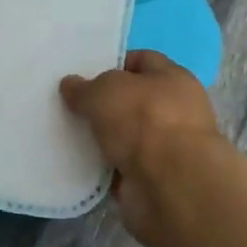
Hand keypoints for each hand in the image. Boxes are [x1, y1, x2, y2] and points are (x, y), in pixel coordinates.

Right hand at [60, 50, 224, 245]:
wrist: (171, 186)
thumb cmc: (143, 121)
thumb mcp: (104, 91)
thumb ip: (84, 87)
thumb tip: (70, 85)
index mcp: (174, 78)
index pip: (142, 60)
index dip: (113, 63)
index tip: (84, 74)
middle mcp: (176, 110)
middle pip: (134, 100)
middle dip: (105, 104)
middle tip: (72, 105)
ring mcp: (169, 148)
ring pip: (128, 135)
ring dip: (104, 137)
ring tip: (70, 134)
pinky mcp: (158, 180)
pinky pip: (124, 167)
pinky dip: (106, 167)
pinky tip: (81, 163)